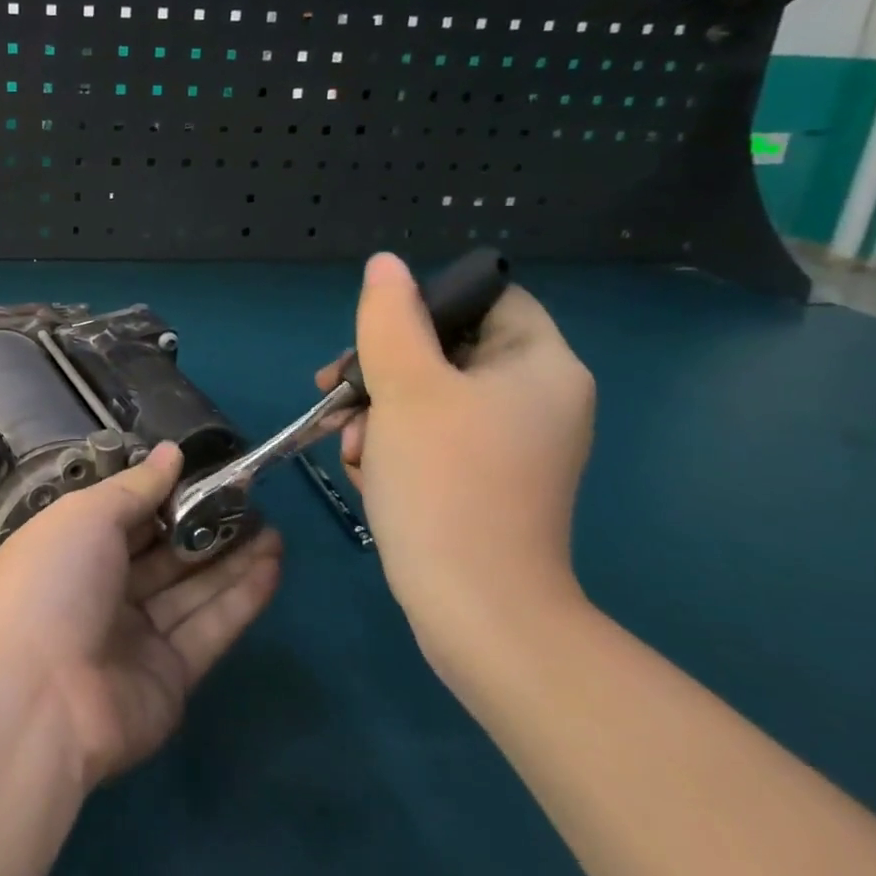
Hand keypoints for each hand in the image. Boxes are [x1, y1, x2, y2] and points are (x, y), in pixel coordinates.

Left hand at [0, 444, 282, 789]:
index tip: (210, 471)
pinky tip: (273, 565)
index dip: (167, 493)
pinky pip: (208, 628)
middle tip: (254, 500)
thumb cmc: (51, 583)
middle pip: (163, 553)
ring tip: (274, 528)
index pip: (126, 514)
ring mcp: (135, 636)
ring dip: (232, 559)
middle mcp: (102, 590)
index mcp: (72, 548)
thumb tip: (172, 452)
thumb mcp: (86, 516)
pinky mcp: (170, 678)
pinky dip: (240, 598)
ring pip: (191, 589)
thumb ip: (135, 487)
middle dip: (205, 526)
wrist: (36, 699)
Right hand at [317, 253, 595, 676]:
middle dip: (382, 370)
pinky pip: (432, 436)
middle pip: (447, 348)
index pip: (487, 299)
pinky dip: (393, 444)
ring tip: (350, 447)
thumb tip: (385, 265)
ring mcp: (511, 444)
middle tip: (336, 392)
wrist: (475, 609)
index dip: (427, 304)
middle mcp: (536, 399)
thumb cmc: (445, 481)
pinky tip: (367, 471)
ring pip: (428, 395)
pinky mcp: (485, 480)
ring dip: (377, 412)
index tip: (375, 335)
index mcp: (540, 365)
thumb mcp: (405, 385)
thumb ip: (390, 317)